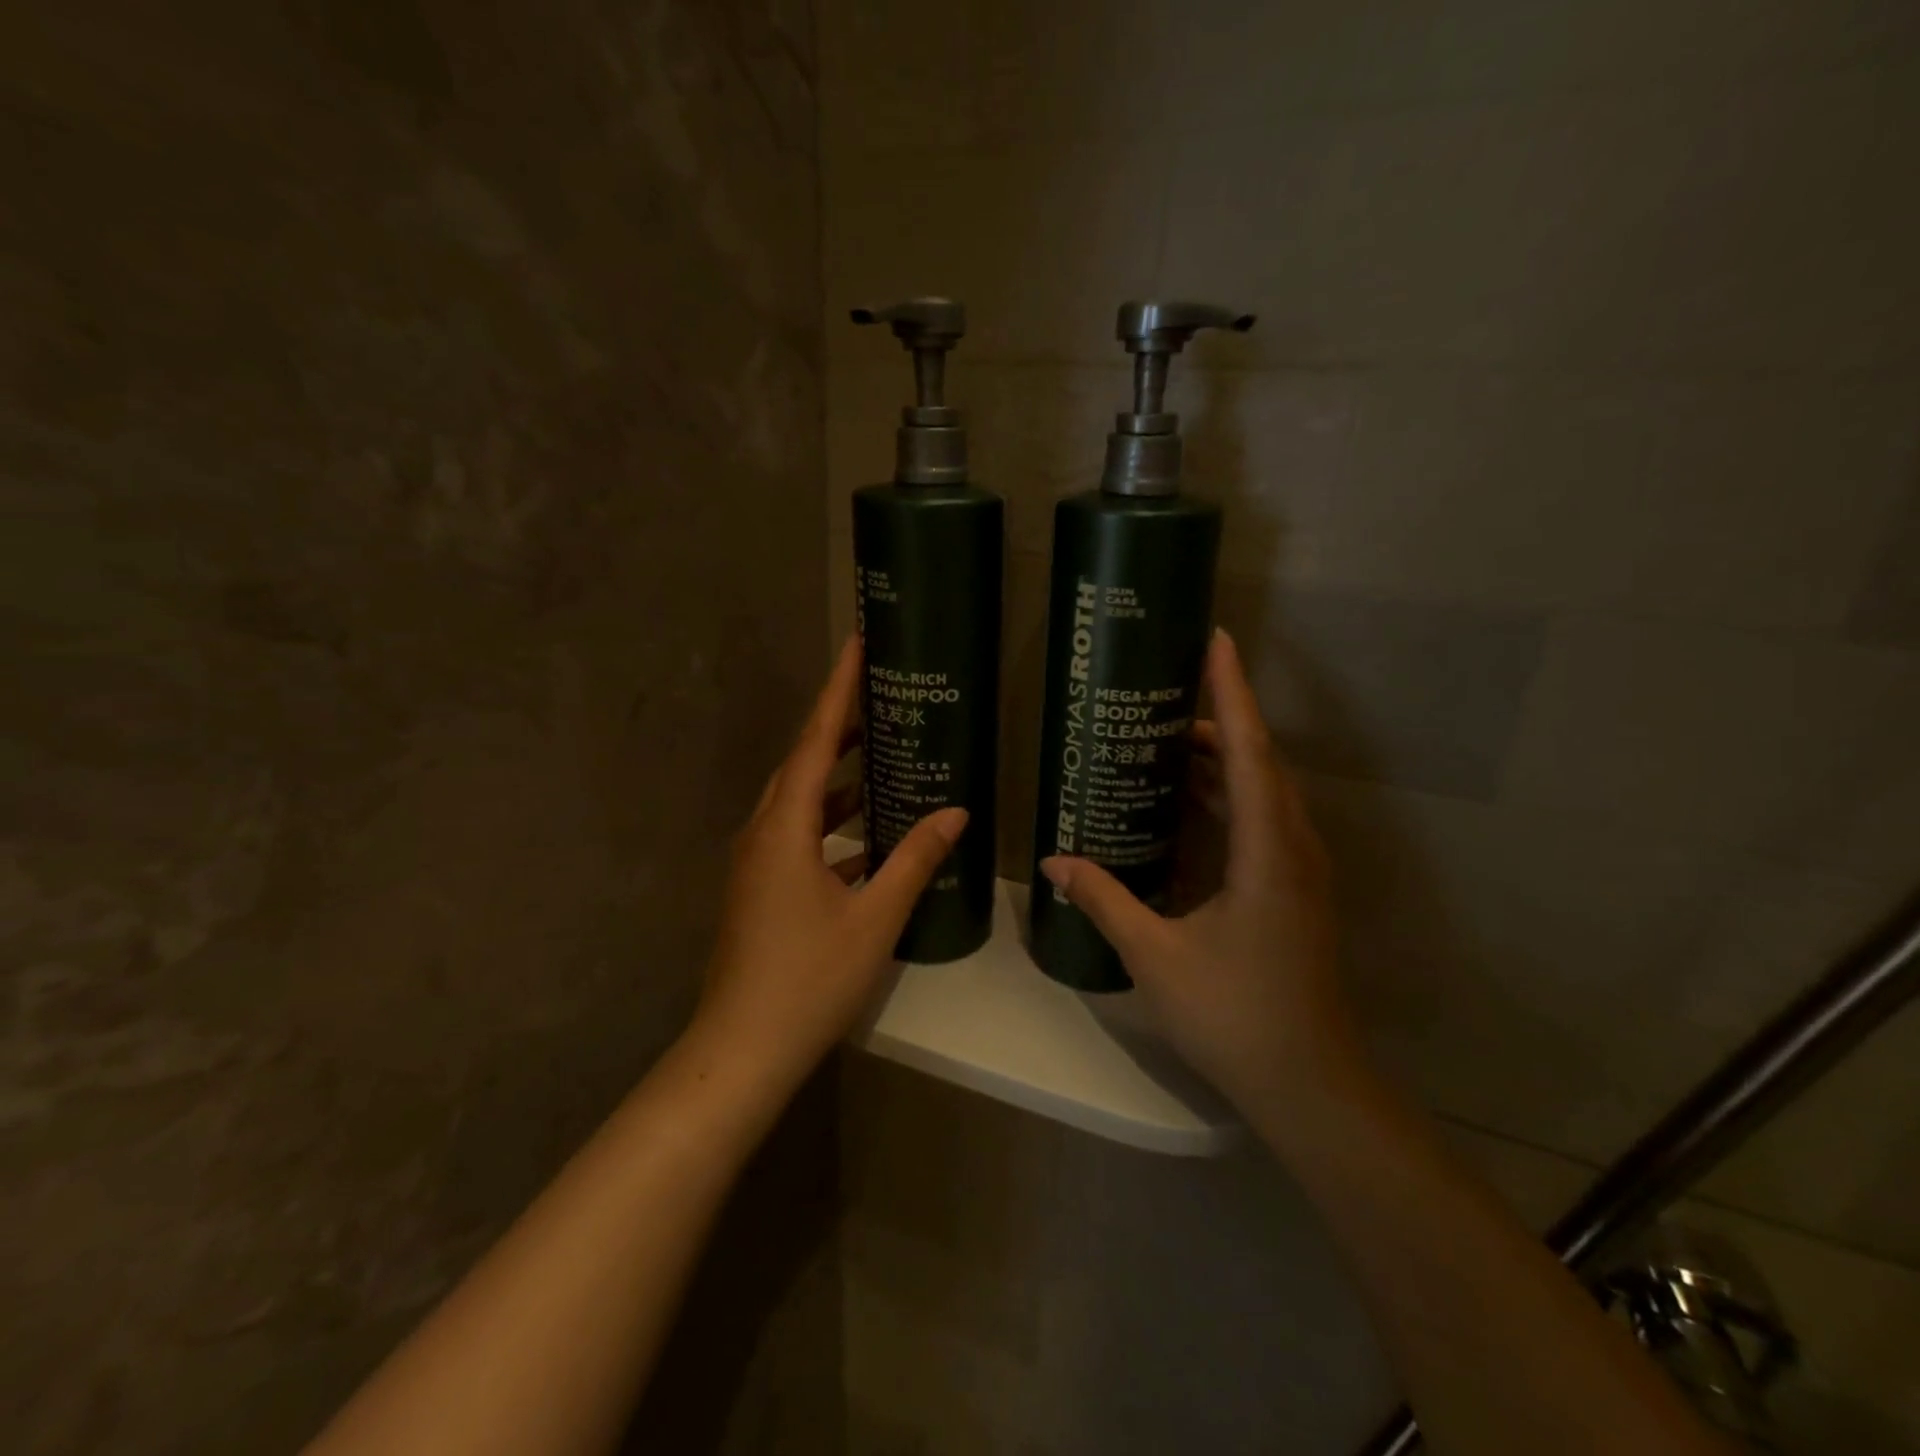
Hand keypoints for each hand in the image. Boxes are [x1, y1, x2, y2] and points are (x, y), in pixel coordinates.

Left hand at [693, 637, 966, 1092]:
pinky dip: (831, 826)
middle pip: (802, 764)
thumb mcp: (874, 918)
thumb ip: (915, 860)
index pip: (815, 741)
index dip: (838, 691)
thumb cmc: (809, 979)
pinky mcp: (758, 890)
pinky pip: (797, 837)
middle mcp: (762, 834)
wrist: (742, 1049)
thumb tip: (956, 813)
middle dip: (840, 729)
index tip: (857, 646)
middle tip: (881, 701)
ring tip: (882, 760)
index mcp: (784, 829)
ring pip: (799, 803)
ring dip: (837, 780)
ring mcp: (755, 864)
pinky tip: (868, 839)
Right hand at [1040, 630, 1364, 1119]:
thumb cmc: (1234, 1014)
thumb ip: (1104, 899)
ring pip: (1264, 790)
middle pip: (1259, 761)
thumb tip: (1054, 860)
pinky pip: (1263, 818)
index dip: (1232, 692)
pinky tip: (1189, 802)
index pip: (1250, 751)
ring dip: (1224, 758)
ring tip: (1168, 739)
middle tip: (1163, 696)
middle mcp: (1292, 847)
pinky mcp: (1296, 888)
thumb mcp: (1156, 955)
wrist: (1308, 1081)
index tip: (1217, 641)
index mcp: (1266, 851)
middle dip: (1218, 719)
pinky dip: (1228, 794)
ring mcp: (1300, 868)